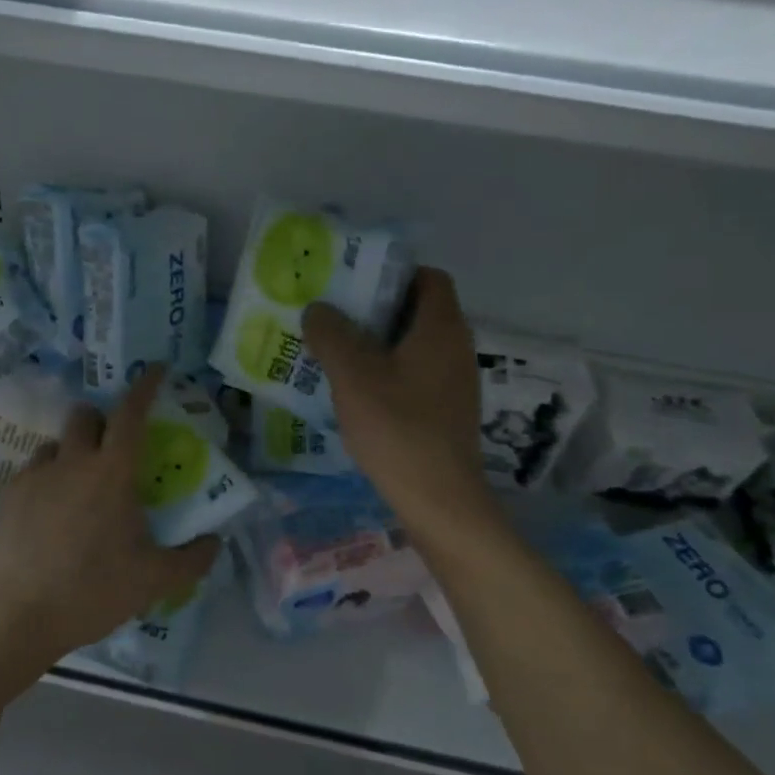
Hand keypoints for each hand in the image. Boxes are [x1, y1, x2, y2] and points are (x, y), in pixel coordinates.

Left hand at [0, 365, 220, 661]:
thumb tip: (214, 542)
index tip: (156, 370)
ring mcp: (34, 477)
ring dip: (72, 452)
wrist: (12, 617)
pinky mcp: (6, 497)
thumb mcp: (153, 582)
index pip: (131, 414)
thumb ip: (192, 559)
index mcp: (111, 473)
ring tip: (78, 488)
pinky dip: (47, 481)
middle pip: (85, 416)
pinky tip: (48, 517)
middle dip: (101, 420)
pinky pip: (32, 473)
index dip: (145, 387)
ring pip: (55, 444)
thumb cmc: (90, 592)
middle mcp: (71, 463)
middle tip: (113, 449)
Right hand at [303, 269, 494, 533]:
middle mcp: (456, 348)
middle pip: (418, 311)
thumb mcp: (353, 376)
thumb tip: (318, 309)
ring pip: (414, 346)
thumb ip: (331, 334)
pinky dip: (387, 373)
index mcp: (441, 328)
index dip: (393, 273)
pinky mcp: (447, 411)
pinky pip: (415, 375)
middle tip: (333, 317)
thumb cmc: (398, 428)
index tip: (354, 285)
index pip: (428, 277)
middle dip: (375, 310)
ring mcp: (455, 383)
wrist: (440, 501)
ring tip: (335, 354)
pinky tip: (356, 393)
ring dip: (377, 344)